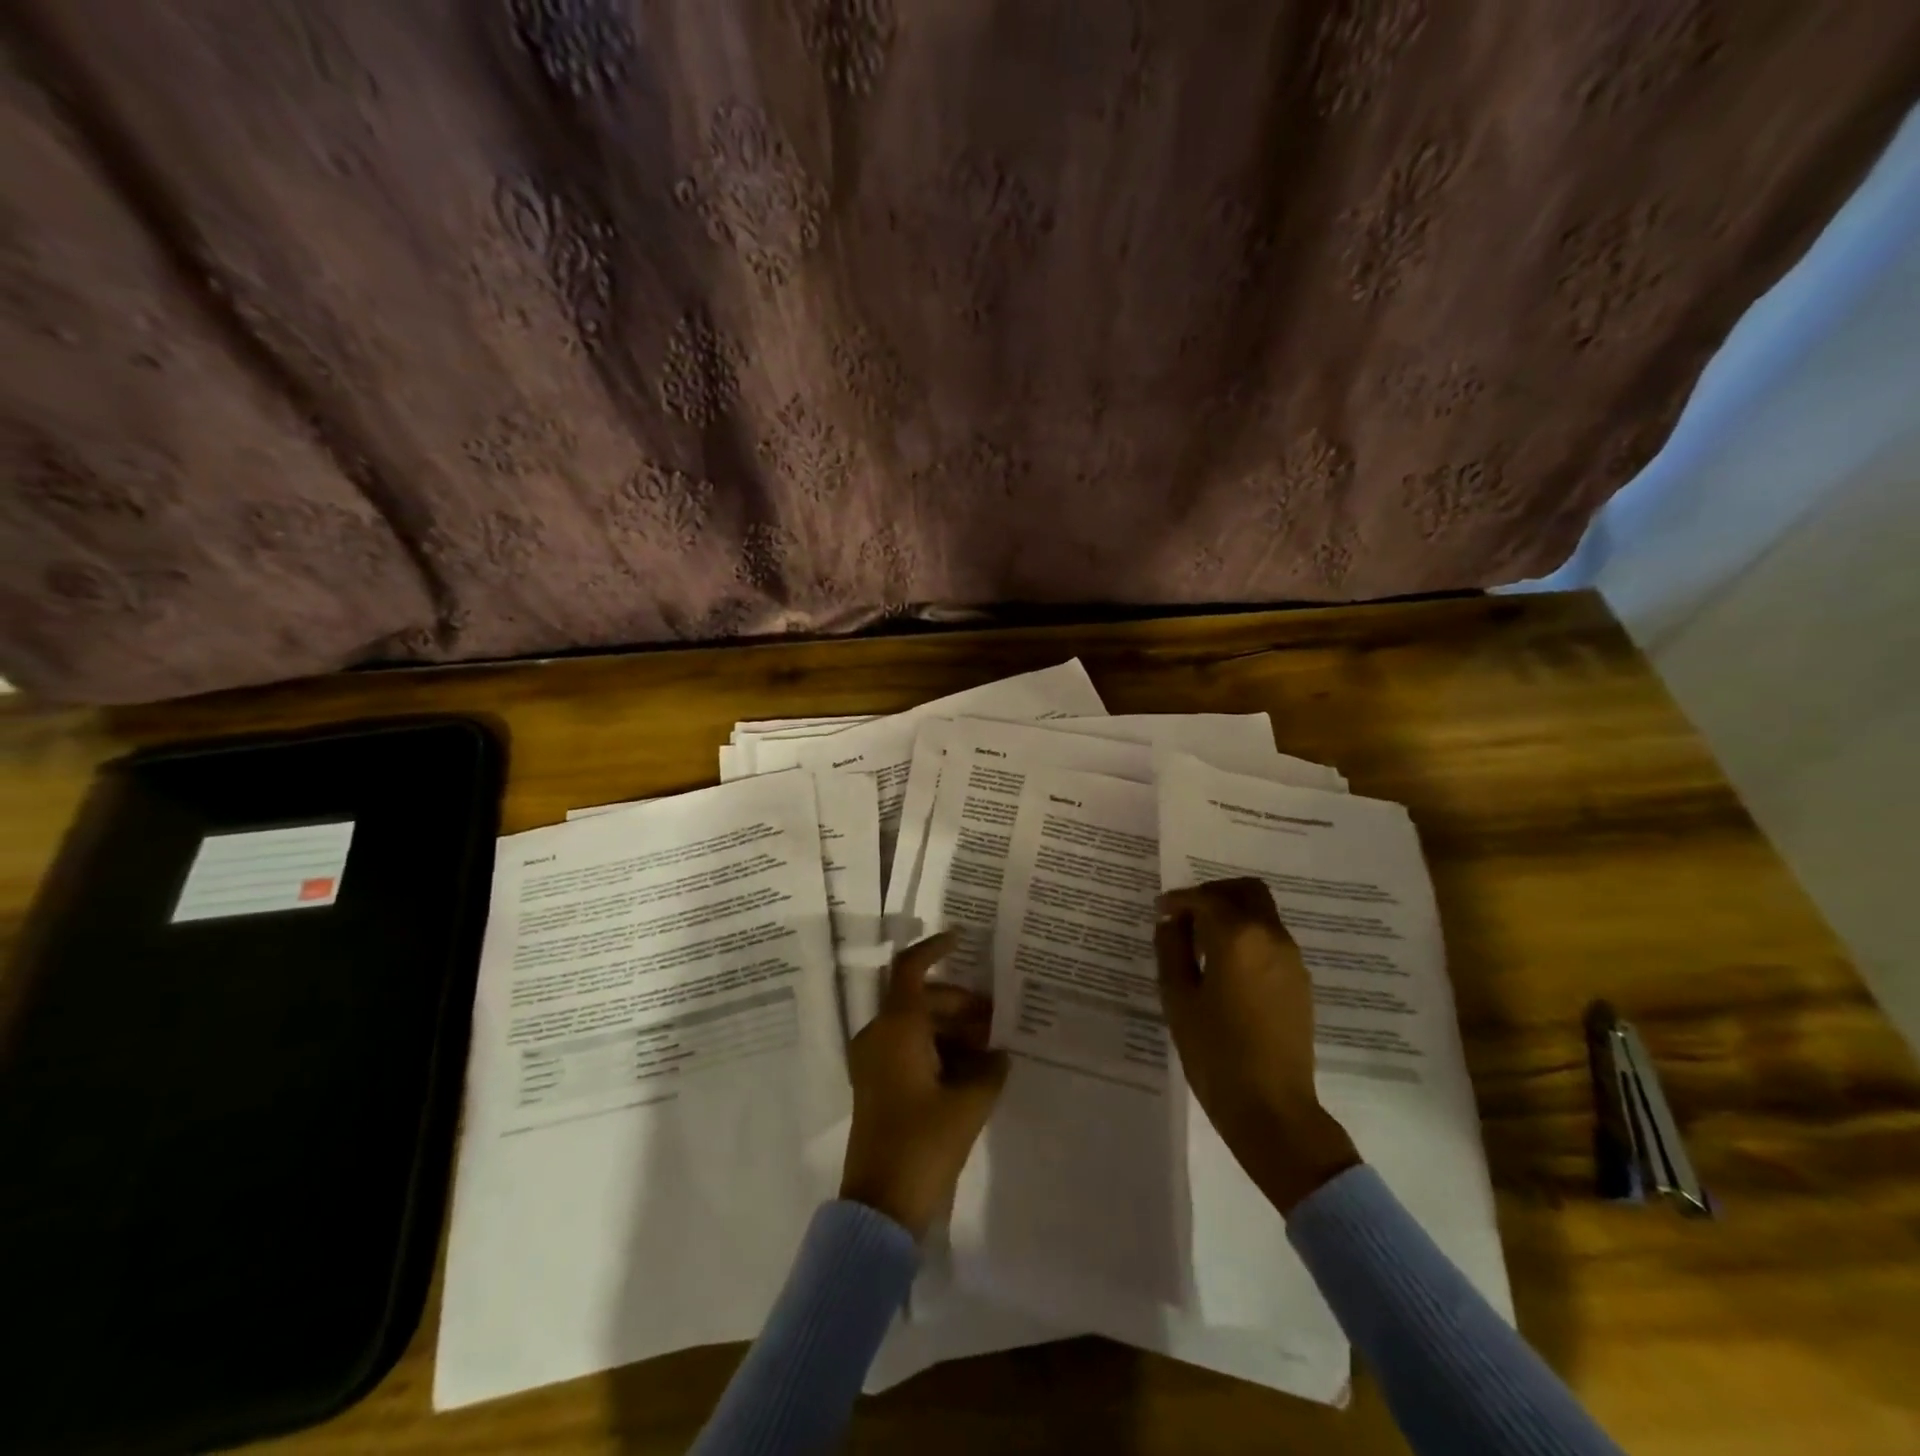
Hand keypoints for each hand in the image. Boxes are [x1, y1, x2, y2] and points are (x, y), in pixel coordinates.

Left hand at [840, 932, 1009, 1237]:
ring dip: (953, 1030)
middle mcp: (880, 1036)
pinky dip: (939, 1050)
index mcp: (896, 1029)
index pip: (910, 970)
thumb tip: (999, 1052)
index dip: (934, 950)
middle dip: (961, 1004)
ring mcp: (875, 1062)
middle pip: (922, 1001)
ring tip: (992, 1048)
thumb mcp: (968, 1104)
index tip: (962, 940)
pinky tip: (972, 1070)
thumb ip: (990, 1068)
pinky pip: (910, 1050)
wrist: (880, 1206)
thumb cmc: (923, 1144)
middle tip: (998, 1019)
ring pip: (918, 1026)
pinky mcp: (879, 1085)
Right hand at [1155, 878, 1358, 1213]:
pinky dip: (1247, 936)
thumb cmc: (1215, 1052)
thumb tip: (1171, 922)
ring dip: (1232, 915)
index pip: (1204, 899)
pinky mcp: (1299, 981)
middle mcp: (1270, 937)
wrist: (1271, 1107)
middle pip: (1246, 891)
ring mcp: (1291, 959)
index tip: (1160, 911)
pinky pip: (1271, 939)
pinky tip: (1226, 967)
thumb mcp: (1178, 998)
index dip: (1178, 900)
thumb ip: (1171, 950)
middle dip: (1214, 894)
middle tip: (1187, 915)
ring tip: (1202, 944)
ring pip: (1262, 914)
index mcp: (1237, 937)